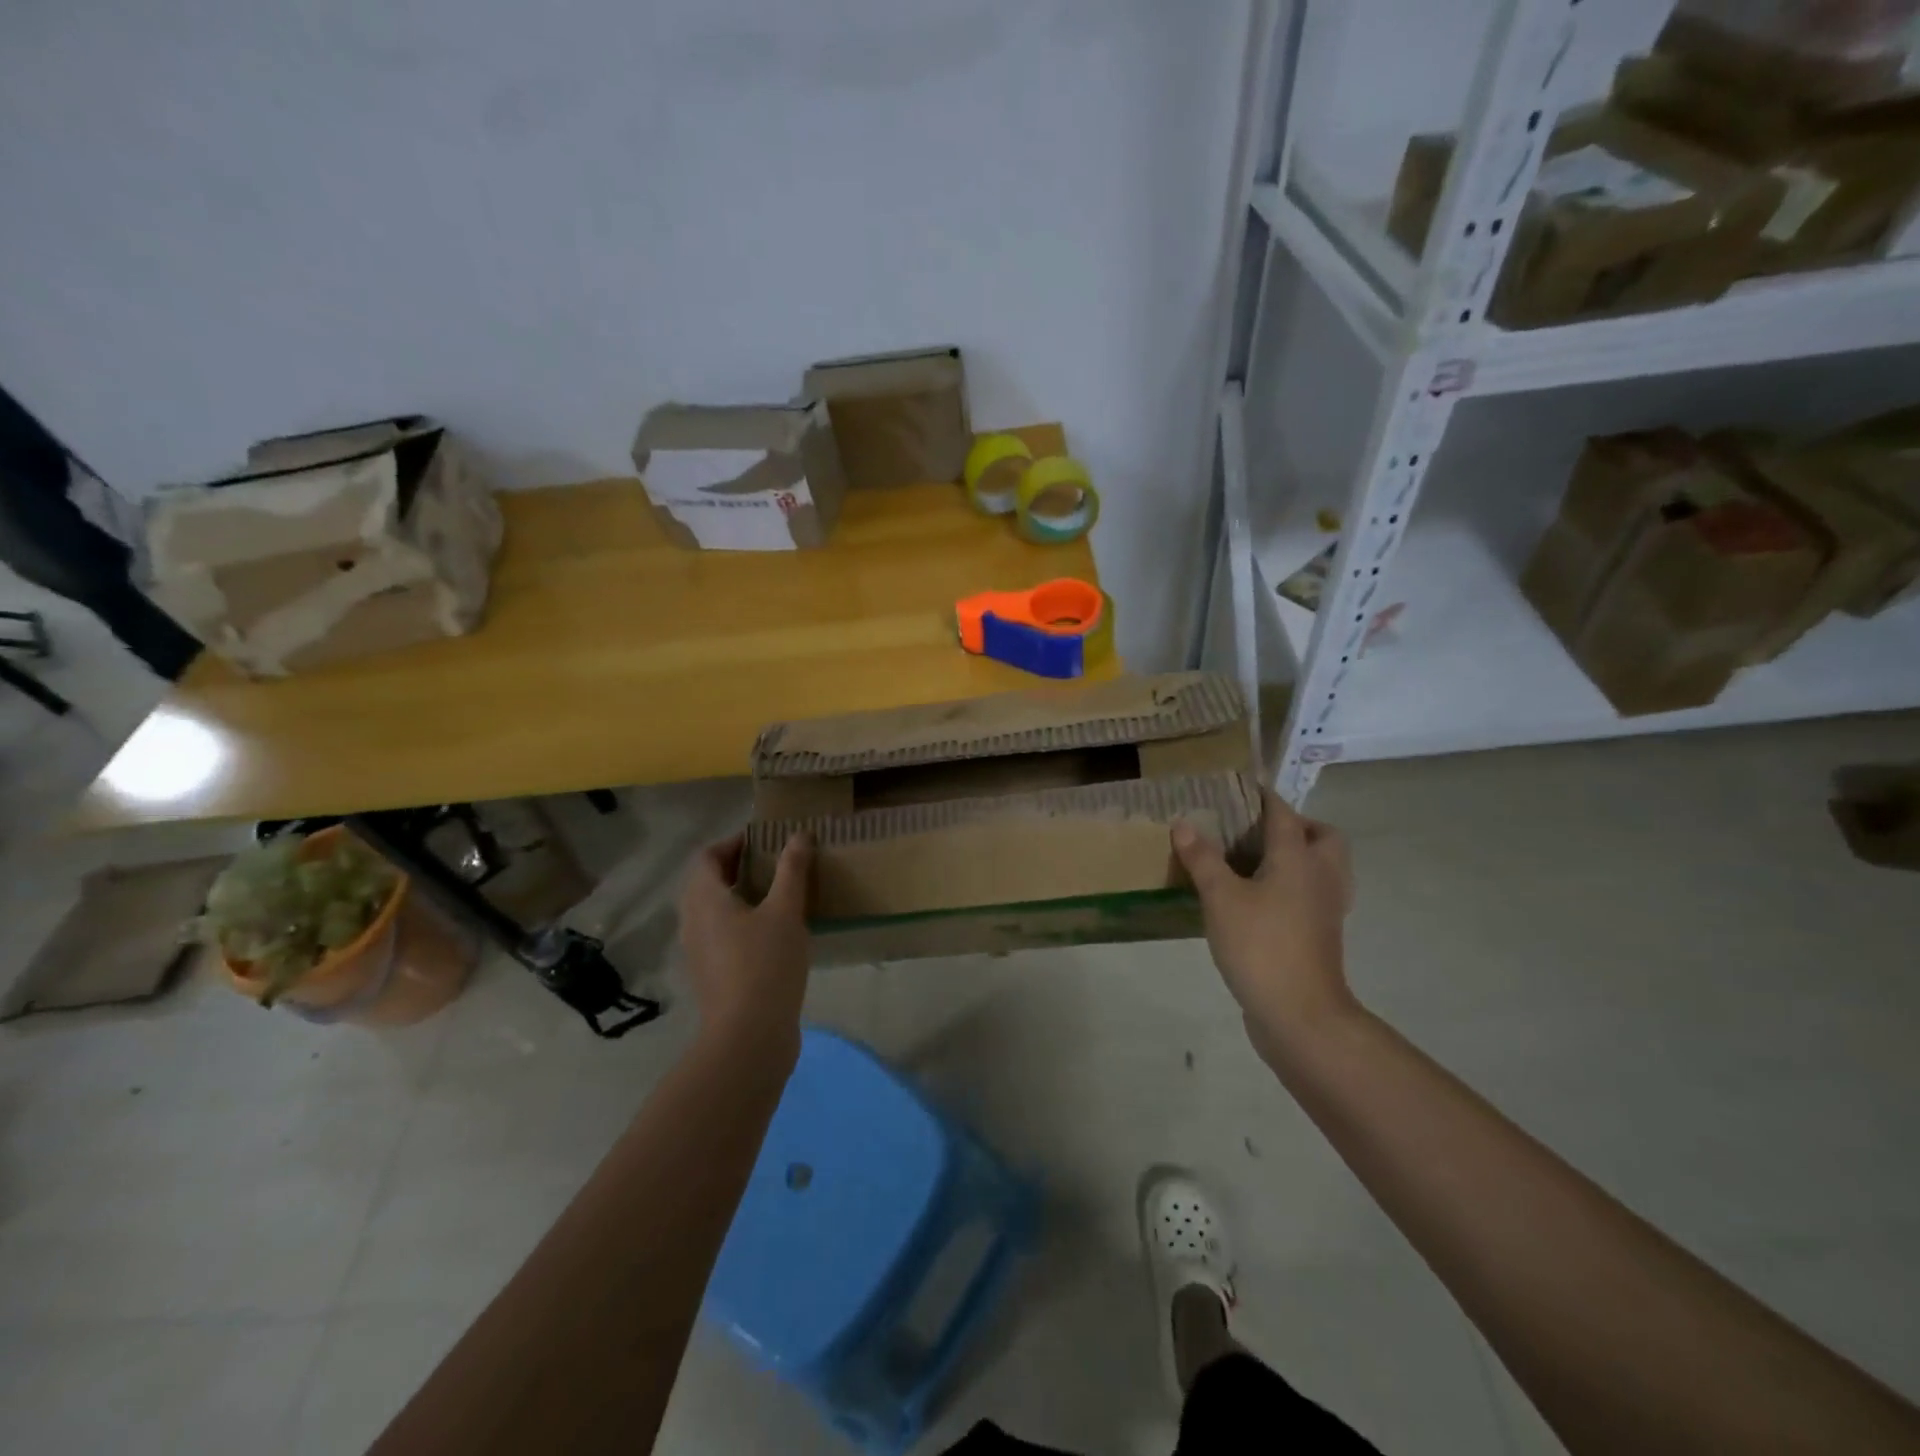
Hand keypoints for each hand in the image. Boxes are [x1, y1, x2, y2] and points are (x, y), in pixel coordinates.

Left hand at [677, 833, 812, 1063]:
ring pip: (712, 910)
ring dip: (738, 896)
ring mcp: (698, 951)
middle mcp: (692, 921)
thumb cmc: (765, 964)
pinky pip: (719, 934)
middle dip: (736, 868)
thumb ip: (792, 870)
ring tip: (776, 894)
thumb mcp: (786, 911)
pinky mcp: (710, 974)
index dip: (732, 843)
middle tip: (772, 863)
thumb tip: (799, 835)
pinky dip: (739, 922)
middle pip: (706, 882)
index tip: (763, 840)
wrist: (749, 1036)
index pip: (706, 857)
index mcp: (704, 899)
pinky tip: (771, 932)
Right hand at [1171, 788, 1356, 1064]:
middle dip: (1296, 826)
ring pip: (1323, 867)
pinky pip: (1314, 895)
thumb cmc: (1261, 946)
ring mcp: (1327, 909)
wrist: (1301, 1014)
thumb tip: (1184, 823)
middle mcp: (1320, 876)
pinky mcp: (1322, 935)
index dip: (1262, 796)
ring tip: (1257, 862)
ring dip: (1299, 856)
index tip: (1238, 788)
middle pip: (1322, 837)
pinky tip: (1261, 900)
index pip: (1283, 813)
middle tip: (1256, 831)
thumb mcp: (1221, 898)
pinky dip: (1295, 887)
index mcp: (1298, 858)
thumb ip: (1203, 859)